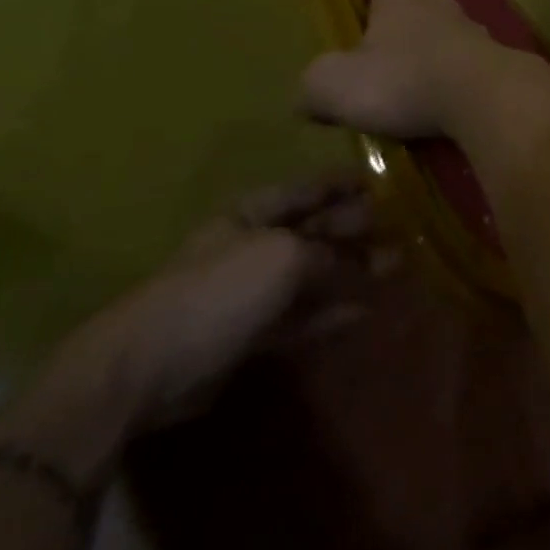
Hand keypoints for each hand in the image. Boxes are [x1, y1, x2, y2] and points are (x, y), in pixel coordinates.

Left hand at [58, 177, 375, 433]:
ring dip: (353, 271)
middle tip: (404, 229)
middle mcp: (255, 244)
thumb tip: (357, 258)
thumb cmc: (218, 291)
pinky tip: (363, 312)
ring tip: (396, 268)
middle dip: (358, 228)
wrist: (145, 367)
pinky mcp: (250, 333)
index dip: (346, 183)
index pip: (310, 188)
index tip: (384, 182)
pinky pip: (301, 315)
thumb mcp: (284, 257)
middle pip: (316, 230)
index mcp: (255, 213)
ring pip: (314, 274)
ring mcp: (251, 291)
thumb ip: (327, 252)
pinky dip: (330, 313)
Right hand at [298, 0, 511, 137]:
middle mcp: (440, 12)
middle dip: (419, 1)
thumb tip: (311, 91)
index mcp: (399, 5)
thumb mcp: (336, 85)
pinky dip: (465, 70)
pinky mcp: (498, 64)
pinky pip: (476, 61)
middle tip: (411, 7)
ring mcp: (475, 36)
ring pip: (457, 27)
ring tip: (433, 55)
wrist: (483, 96)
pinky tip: (460, 87)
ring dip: (445, 37)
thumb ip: (317, 83)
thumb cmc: (403, 81)